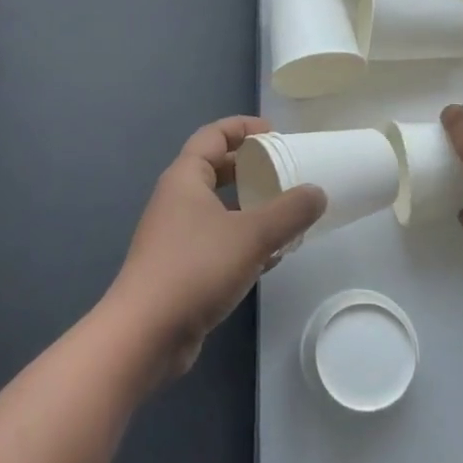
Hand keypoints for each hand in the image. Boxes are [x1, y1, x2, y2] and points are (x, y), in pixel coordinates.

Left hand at [102, 117, 325, 380]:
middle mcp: (177, 201)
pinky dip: (245, 240)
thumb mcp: (252, 235)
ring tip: (287, 213)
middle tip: (285, 171)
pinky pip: (219, 241)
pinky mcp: (183, 268)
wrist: (145, 335)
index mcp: (185, 179)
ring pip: (220, 208)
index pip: (213, 136)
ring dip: (251, 207)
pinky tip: (273, 256)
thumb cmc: (195, 269)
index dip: (243, 128)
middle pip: (216, 170)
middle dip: (251, 167)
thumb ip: (290, 211)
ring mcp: (177, 236)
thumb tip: (317, 192)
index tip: (275, 133)